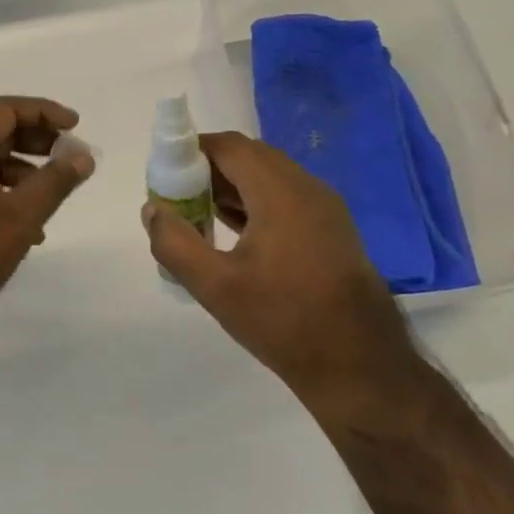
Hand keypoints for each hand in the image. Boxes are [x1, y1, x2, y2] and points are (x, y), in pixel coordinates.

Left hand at [0, 96, 94, 340]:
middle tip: (68, 156)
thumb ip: (56, 180)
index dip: (43, 111)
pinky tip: (29, 228)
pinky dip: (6, 192)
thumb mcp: (23, 215)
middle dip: (37, 140)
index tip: (75, 126)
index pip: (5, 109)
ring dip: (25, 171)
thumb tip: (83, 155)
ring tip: (53, 197)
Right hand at [142, 132, 422, 411]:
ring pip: (269, 178)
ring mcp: (325, 208)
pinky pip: (286, 198)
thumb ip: (175, 243)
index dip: (191, 152)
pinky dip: (255, 203)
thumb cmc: (284, 321)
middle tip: (179, 200)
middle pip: (249, 157)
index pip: (228, 146)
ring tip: (199, 218)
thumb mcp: (216, 287)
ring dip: (232, 188)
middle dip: (209, 171)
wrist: (361, 367)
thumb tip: (152, 209)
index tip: (165, 177)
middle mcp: (307, 188)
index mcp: (280, 191)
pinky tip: (235, 236)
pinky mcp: (333, 230)